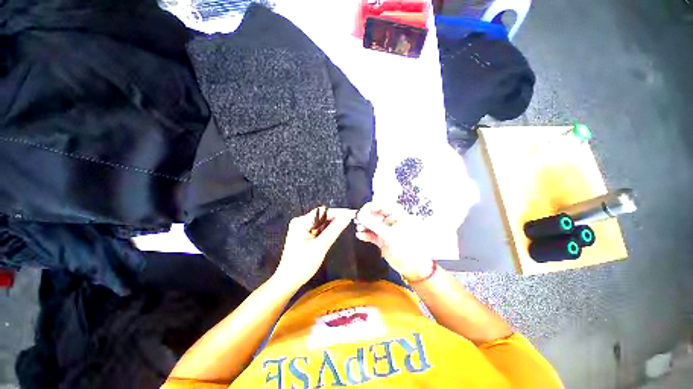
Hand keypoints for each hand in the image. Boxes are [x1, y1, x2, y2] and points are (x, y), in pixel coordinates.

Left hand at [273, 207, 355, 288]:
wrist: (288, 281)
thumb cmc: (302, 265)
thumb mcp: (321, 246)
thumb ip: (335, 229)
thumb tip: (347, 217)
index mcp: (301, 222)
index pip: (323, 211)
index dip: (338, 212)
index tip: (351, 214)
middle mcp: (300, 222)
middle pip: (322, 215)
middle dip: (336, 218)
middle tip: (350, 220)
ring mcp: (301, 228)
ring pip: (321, 222)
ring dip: (332, 224)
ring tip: (345, 225)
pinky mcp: (303, 235)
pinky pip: (318, 229)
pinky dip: (326, 230)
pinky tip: (334, 232)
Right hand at [354, 202, 433, 280]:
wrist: (414, 268)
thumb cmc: (408, 248)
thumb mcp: (389, 235)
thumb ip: (374, 225)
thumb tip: (361, 215)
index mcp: (398, 215)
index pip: (382, 205)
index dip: (371, 207)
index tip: (361, 212)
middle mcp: (392, 221)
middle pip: (376, 214)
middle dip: (366, 217)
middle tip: (357, 220)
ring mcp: (387, 231)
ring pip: (373, 224)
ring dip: (365, 226)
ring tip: (359, 228)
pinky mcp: (383, 240)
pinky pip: (372, 234)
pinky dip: (366, 235)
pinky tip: (360, 236)